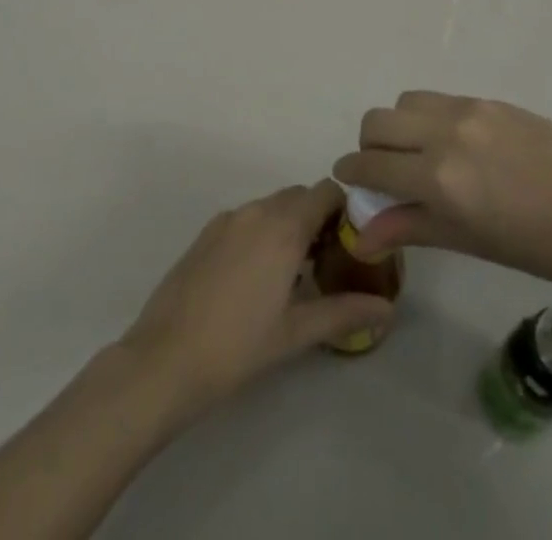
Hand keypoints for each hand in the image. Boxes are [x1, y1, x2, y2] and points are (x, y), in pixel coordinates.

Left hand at [116, 182, 394, 422]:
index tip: (353, 242)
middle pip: (299, 196)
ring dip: (289, 225)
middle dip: (318, 219)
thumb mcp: (296, 333)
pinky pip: (246, 219)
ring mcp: (227, 219)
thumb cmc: (237, 346)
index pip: (325, 192)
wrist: (165, 358)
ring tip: (296, 273)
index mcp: (283, 227)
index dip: (344, 210)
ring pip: (271, 207)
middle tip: (329, 261)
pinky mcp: (206, 232)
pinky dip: (262, 232)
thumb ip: (343, 313)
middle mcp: (256, 211)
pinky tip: (258, 277)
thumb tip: (386, 310)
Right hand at [333, 91, 551, 298]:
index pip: (371, 164)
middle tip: (385, 173)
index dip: (351, 172)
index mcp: (439, 178)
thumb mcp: (472, 243)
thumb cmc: (545, 249)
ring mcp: (470, 110)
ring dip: (398, 126)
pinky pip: (441, 100)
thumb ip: (412, 228)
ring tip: (420, 155)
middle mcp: (445, 133)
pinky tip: (456, 146)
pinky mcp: (492, 100)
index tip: (349, 182)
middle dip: (370, 146)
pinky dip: (429, 118)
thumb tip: (362, 234)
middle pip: (377, 121)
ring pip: (406, 101)